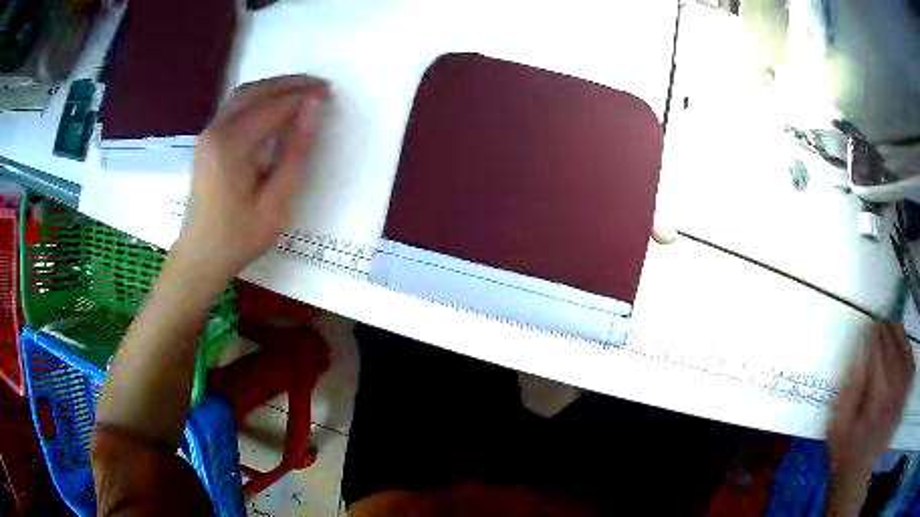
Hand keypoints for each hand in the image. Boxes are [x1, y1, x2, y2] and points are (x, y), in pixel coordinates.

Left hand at [172, 75, 328, 286]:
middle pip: (255, 91)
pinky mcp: (206, 141)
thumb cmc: (239, 237)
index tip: (328, 92)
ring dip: (272, 88)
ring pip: (242, 95)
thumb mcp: (276, 201)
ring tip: (301, 92)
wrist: (200, 256)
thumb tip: (313, 107)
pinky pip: (234, 107)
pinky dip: (258, 99)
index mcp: (231, 146)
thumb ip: (295, 150)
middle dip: (288, 84)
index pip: (272, 106)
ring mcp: (207, 134)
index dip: (302, 96)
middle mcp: (215, 131)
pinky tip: (274, 107)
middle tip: (319, 85)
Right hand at [826, 321, 914, 514]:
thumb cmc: (847, 458)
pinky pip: (910, 365)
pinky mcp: (905, 399)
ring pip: (905, 352)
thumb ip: (847, 391)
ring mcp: (903, 393)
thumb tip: (855, 355)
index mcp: (877, 397)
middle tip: (879, 318)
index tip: (867, 323)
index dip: (872, 334)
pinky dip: (908, 350)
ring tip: (893, 323)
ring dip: (899, 334)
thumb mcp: (838, 431)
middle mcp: (895, 389)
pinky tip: (904, 344)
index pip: (877, 352)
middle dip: (886, 330)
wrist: (860, 482)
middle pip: (893, 348)